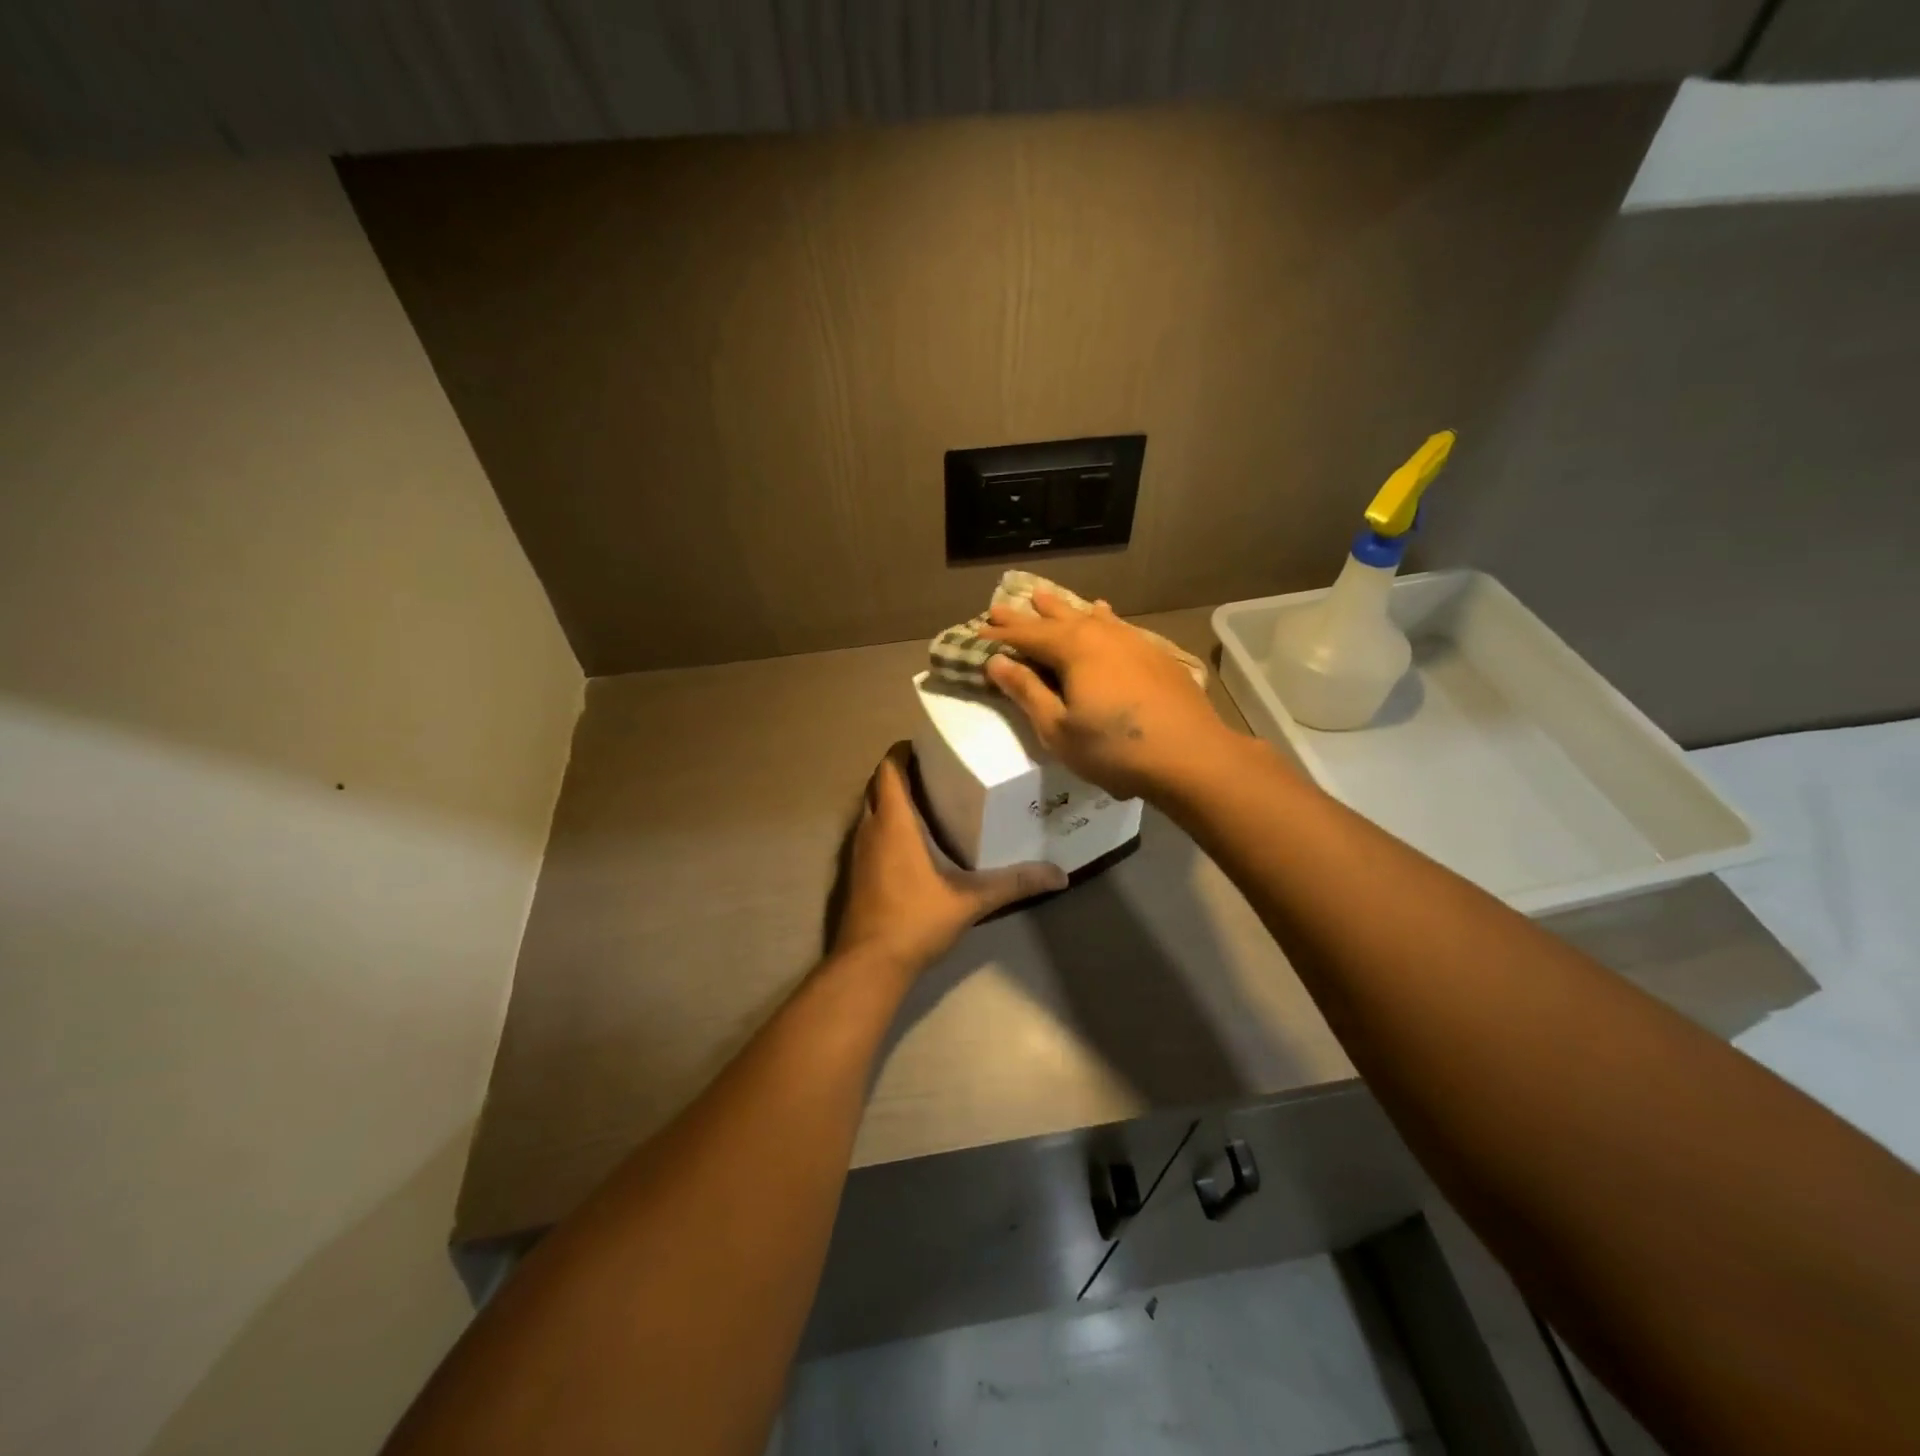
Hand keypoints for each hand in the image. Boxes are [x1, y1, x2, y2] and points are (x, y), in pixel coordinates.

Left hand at [832, 744, 1066, 975]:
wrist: (869, 963)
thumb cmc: (916, 919)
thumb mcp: (972, 900)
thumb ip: (1015, 883)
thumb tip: (1061, 875)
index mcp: (894, 821)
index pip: (888, 768)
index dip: (903, 751)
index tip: (928, 745)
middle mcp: (871, 827)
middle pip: (878, 784)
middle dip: (900, 772)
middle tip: (936, 771)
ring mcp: (858, 851)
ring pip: (870, 809)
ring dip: (892, 799)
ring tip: (929, 800)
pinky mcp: (856, 872)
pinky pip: (869, 832)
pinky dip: (886, 824)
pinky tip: (913, 841)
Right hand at [980, 593, 1232, 800]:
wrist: (1191, 755)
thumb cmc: (1114, 749)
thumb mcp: (1058, 728)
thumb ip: (1027, 692)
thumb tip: (997, 662)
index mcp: (1073, 648)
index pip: (1027, 635)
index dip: (1000, 633)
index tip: (977, 628)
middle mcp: (1101, 634)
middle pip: (1056, 619)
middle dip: (1027, 615)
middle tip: (1001, 604)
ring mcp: (1132, 640)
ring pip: (1088, 616)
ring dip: (1062, 608)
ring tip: (1044, 596)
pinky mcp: (1154, 653)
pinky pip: (1116, 625)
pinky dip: (1100, 618)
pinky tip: (1103, 613)